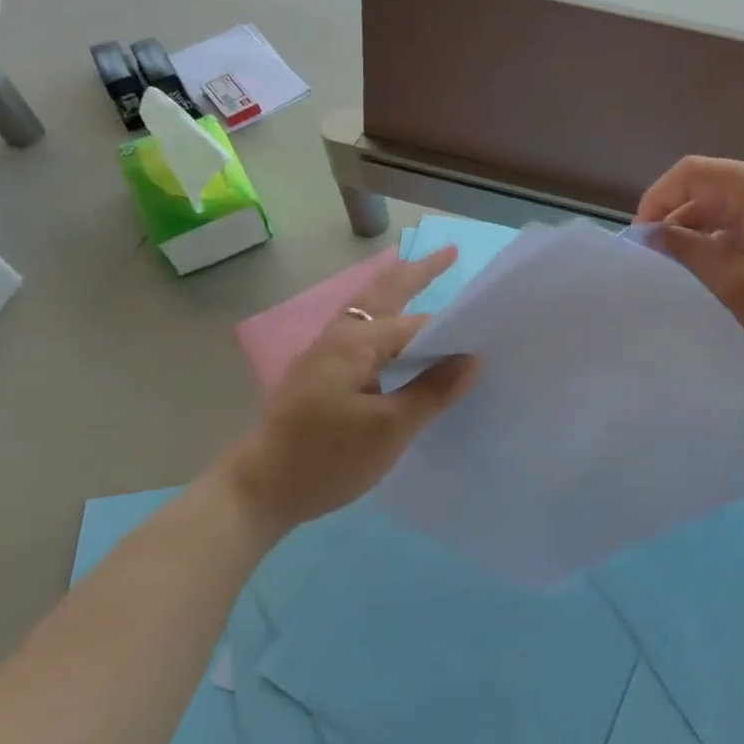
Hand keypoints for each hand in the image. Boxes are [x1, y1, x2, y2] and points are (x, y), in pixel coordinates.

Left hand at [217, 247, 477, 532]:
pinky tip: (392, 334)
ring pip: (368, 308)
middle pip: (385, 293)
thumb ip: (433, 390)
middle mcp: (339, 336)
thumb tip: (473, 359)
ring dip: (396, 290)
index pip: (418, 325)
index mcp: (357, 341)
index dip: (453, 330)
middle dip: (418, 273)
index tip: (486, 333)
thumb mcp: (390, 428)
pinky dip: (383, 317)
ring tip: (421, 276)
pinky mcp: (319, 373)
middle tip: (449, 253)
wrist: (257, 490)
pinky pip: (361, 330)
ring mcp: (325, 353)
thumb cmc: (326, 457)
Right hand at [636, 157, 743, 395]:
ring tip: (691, 270)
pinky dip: (736, 240)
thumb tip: (655, 232)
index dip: (658, 198)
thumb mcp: (737, 283)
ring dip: (708, 231)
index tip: (641, 239)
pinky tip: (730, 272)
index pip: (693, 172)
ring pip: (740, 207)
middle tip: (660, 259)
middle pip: (717, 187)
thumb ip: (689, 251)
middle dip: (681, 216)